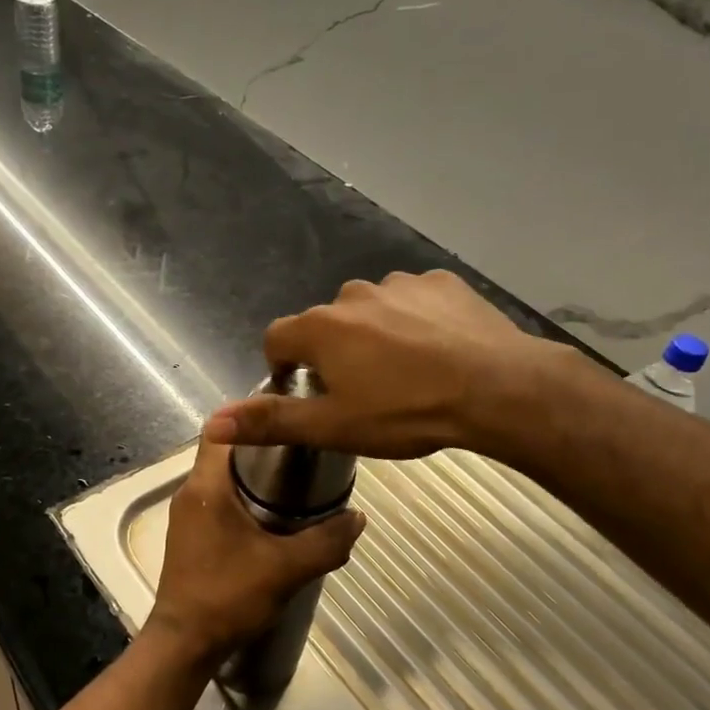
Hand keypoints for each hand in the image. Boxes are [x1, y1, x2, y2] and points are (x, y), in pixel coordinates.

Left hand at [144, 437, 365, 673]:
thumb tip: (358, 518)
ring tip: (297, 477)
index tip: (287, 415)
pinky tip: (274, 514)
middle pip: (226, 451)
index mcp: (206, 486)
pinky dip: (244, 496)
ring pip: (222, 477)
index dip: (251, 416)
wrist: (184, 644)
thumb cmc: (228, 596)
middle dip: (262, 446)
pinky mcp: (191, 533)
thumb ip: (325, 542)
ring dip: (254, 474)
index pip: (221, 429)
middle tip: (303, 447)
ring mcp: (188, 513)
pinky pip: (219, 499)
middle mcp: (191, 491)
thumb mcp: (285, 569)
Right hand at [204, 270, 583, 459]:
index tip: (308, 392)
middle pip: (326, 324)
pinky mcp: (441, 282)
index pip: (277, 338)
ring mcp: (400, 284)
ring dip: (375, 335)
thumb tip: (212, 423)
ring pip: (370, 311)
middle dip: (334, 353)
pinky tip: (438, 349)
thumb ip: (270, 421)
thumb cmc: (406, 412)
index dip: (285, 367)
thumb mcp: (333, 427)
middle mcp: (352, 295)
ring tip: (406, 371)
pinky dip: (415, 320)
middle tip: (363, 391)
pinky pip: (413, 300)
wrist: (496, 389)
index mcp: (321, 328)